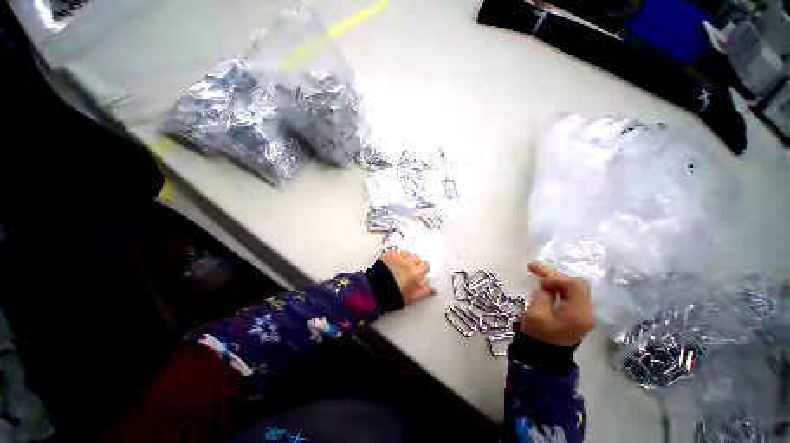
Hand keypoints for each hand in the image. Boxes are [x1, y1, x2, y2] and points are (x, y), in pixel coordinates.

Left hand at [379, 250, 434, 304]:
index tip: (418, 273)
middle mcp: (409, 262)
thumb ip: (425, 292)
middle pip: (416, 258)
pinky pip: (396, 252)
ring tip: (400, 265)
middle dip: (414, 263)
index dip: (422, 269)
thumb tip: (435, 289)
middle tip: (408, 270)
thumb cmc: (396, 295)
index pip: (426, 265)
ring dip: (405, 258)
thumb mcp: (413, 297)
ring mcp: (399, 256)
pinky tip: (392, 263)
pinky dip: (396, 256)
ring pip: (407, 253)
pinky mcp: (389, 253)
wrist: (375, 289)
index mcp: (417, 273)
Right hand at [521, 263, 595, 346]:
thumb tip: (546, 286)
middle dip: (555, 275)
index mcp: (579, 314)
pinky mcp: (578, 313)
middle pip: (576, 283)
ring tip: (536, 274)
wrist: (545, 356)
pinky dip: (557, 286)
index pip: (575, 285)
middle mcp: (587, 312)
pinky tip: (545, 286)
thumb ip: (542, 295)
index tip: (539, 282)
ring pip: (573, 286)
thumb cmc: (539, 336)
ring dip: (555, 279)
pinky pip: (570, 293)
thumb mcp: (536, 314)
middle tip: (534, 269)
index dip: (556, 278)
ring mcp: (584, 312)